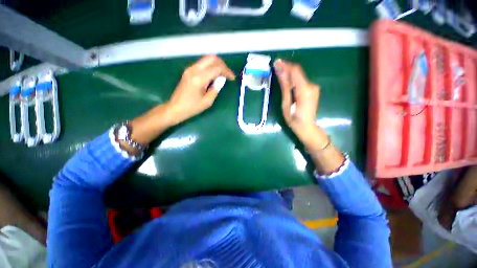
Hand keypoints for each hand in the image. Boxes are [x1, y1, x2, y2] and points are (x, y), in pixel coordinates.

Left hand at [167, 55, 235, 123]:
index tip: (232, 78)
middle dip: (222, 64)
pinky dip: (210, 67)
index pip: (216, 68)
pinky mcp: (188, 71)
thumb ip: (216, 88)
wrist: (175, 108)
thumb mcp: (207, 101)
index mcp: (199, 79)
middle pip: (211, 58)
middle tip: (228, 74)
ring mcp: (189, 69)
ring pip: (206, 59)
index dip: (227, 71)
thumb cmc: (192, 108)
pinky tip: (214, 76)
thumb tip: (222, 79)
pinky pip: (202, 64)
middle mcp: (193, 70)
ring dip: (216, 65)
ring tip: (222, 75)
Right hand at [273, 59, 326, 150]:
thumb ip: (285, 86)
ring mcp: (313, 88)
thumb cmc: (293, 118)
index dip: (285, 65)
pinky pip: (301, 81)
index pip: (295, 71)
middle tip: (275, 68)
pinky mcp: (312, 90)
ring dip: (289, 74)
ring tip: (279, 73)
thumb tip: (280, 71)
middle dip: (286, 69)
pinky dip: (293, 79)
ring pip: (299, 76)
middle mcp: (312, 85)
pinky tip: (286, 81)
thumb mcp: (286, 103)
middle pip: (298, 72)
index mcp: (304, 89)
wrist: (306, 127)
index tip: (276, 63)